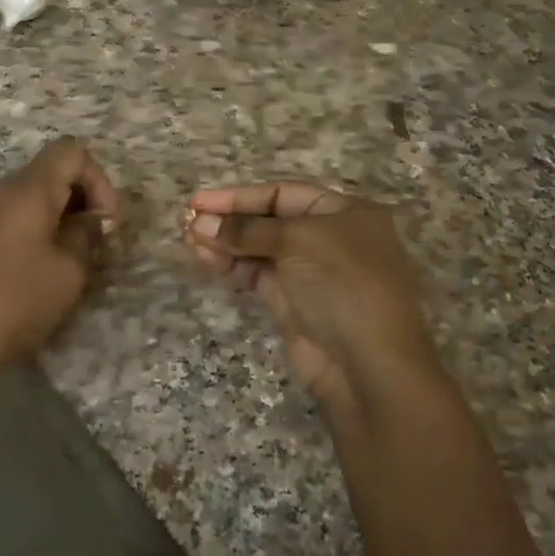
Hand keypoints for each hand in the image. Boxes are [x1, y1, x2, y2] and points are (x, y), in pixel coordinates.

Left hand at [0, 138, 119, 377]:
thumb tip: (90, 220)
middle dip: (83, 197)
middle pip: (53, 170)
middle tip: (96, 241)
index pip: (72, 152)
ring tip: (75, 256)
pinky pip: (17, 214)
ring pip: (35, 194)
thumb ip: (86, 234)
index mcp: (28, 189)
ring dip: (63, 215)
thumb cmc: (17, 301)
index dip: (99, 180)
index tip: (106, 222)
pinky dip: (41, 227)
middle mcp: (3, 189)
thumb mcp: (68, 270)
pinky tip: (47, 264)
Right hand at [186, 184, 437, 417]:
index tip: (200, 202)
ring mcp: (310, 273)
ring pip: (259, 250)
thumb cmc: (342, 283)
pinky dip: (232, 266)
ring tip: (189, 240)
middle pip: (269, 221)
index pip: (283, 194)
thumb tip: (200, 224)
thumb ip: (247, 230)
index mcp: (344, 213)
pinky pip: (256, 276)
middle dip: (229, 221)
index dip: (240, 196)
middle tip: (188, 222)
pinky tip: (205, 259)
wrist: (366, 361)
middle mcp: (328, 239)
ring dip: (225, 244)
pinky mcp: (292, 304)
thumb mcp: (297, 241)